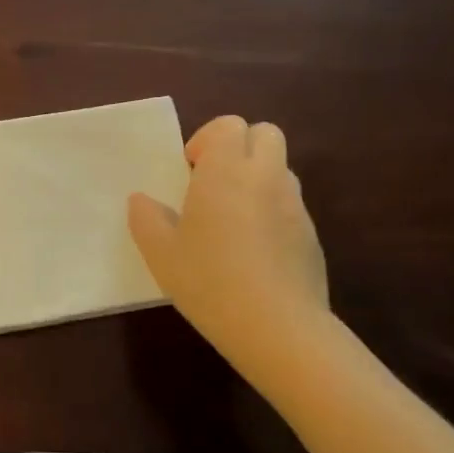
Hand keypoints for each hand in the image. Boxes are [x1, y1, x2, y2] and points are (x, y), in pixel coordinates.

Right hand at [127, 117, 327, 365]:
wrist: (276, 327)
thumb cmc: (208, 281)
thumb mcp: (159, 252)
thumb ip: (146, 218)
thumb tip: (142, 200)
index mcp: (226, 171)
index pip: (229, 125)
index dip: (207, 139)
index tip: (190, 171)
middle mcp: (265, 177)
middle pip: (265, 134)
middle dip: (239, 147)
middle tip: (213, 183)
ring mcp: (294, 205)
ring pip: (280, 168)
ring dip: (257, 178)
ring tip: (232, 218)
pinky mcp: (311, 234)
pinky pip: (290, 204)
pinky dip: (272, 211)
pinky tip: (253, 250)